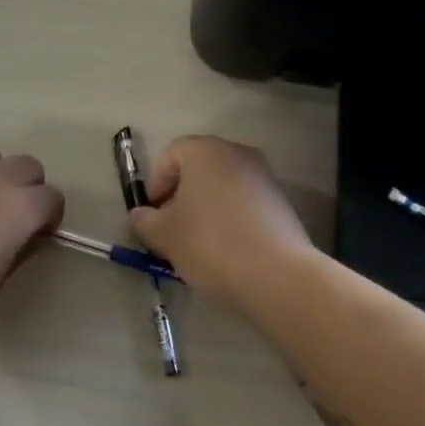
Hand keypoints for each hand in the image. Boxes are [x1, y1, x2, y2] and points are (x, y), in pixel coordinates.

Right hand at [129, 136, 313, 299]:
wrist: (276, 274)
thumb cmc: (210, 243)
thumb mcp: (163, 235)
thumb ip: (144, 221)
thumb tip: (142, 215)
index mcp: (206, 151)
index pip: (171, 154)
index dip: (156, 183)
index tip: (154, 215)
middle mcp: (238, 153)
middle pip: (199, 168)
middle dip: (181, 196)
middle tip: (172, 229)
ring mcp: (264, 177)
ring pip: (223, 187)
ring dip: (206, 208)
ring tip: (198, 243)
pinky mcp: (282, 202)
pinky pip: (245, 203)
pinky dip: (230, 219)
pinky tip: (226, 249)